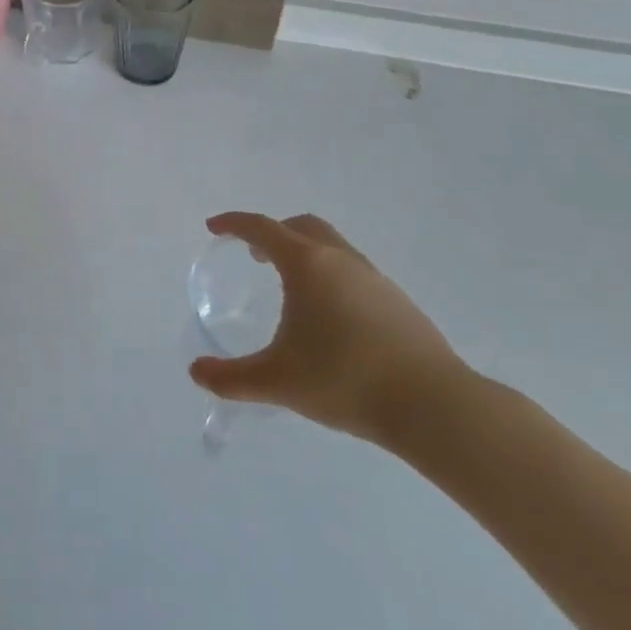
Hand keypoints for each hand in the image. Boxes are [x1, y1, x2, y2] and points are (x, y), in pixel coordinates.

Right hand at [188, 213, 466, 446]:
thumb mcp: (277, 381)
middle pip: (301, 226)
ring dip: (305, 254)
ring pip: (332, 247)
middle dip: (273, 233)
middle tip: (254, 255)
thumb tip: (196, 373)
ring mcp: (375, 278)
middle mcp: (340, 259)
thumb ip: (231, 378)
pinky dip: (331, 277)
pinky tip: (331, 317)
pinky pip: (354, 272)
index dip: (234, 224)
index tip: (215, 228)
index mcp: (307, 264)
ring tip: (292, 289)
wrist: (434, 406)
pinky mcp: (398, 302)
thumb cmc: (345, 380)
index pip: (262, 228)